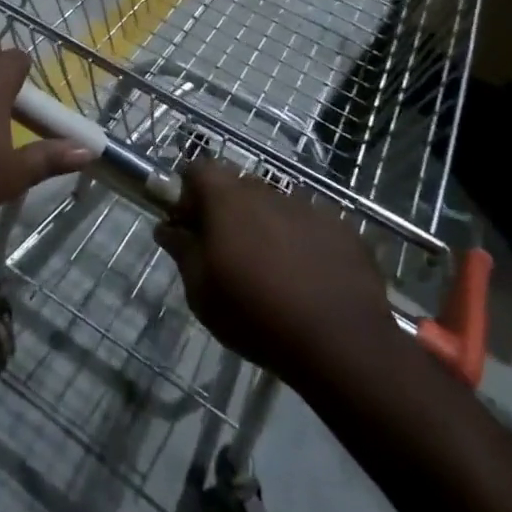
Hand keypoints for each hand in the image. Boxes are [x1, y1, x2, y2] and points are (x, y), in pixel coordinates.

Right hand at [156, 162, 398, 385]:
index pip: (198, 169)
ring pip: (275, 206)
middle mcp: (267, 191)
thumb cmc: (255, 314)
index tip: (188, 225)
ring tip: (271, 269)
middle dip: (226, 210)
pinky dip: (302, 242)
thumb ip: (182, 251)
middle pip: (237, 186)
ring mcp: (310, 207)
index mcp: (227, 199)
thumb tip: (167, 228)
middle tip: (225, 251)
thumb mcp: (201, 292)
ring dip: (265, 226)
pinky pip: (310, 225)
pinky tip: (308, 279)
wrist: (341, 342)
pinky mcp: (343, 229)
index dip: (188, 192)